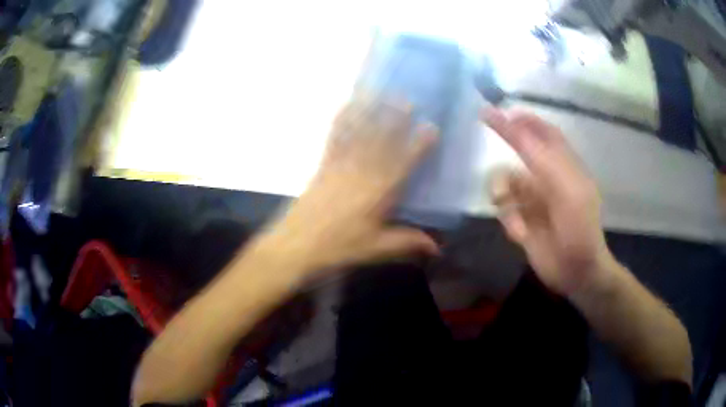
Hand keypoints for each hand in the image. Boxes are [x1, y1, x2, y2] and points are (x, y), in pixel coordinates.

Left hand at [260, 97, 439, 279]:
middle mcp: (361, 173)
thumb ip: (407, 242)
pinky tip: (345, 106)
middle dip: (394, 119)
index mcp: (379, 193)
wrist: (297, 244)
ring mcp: (340, 165)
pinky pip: (334, 138)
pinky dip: (341, 120)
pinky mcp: (323, 165)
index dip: (418, 146)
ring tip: (380, 94)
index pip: (403, 165)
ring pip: (359, 134)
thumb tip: (437, 249)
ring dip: (371, 113)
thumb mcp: (376, 248)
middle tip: (406, 98)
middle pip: (381, 142)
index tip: (431, 127)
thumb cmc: (339, 247)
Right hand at [484, 108, 613, 295]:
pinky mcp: (522, 221)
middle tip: (485, 128)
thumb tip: (516, 125)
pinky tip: (520, 233)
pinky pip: (505, 211)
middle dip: (505, 149)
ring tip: (509, 209)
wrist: (575, 272)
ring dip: (503, 193)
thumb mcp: (565, 188)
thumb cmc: (579, 228)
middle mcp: (547, 177)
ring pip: (506, 182)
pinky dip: (509, 220)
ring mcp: (534, 199)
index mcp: (564, 165)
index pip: (543, 133)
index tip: (500, 111)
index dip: (524, 120)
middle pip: (519, 153)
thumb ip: (541, 156)